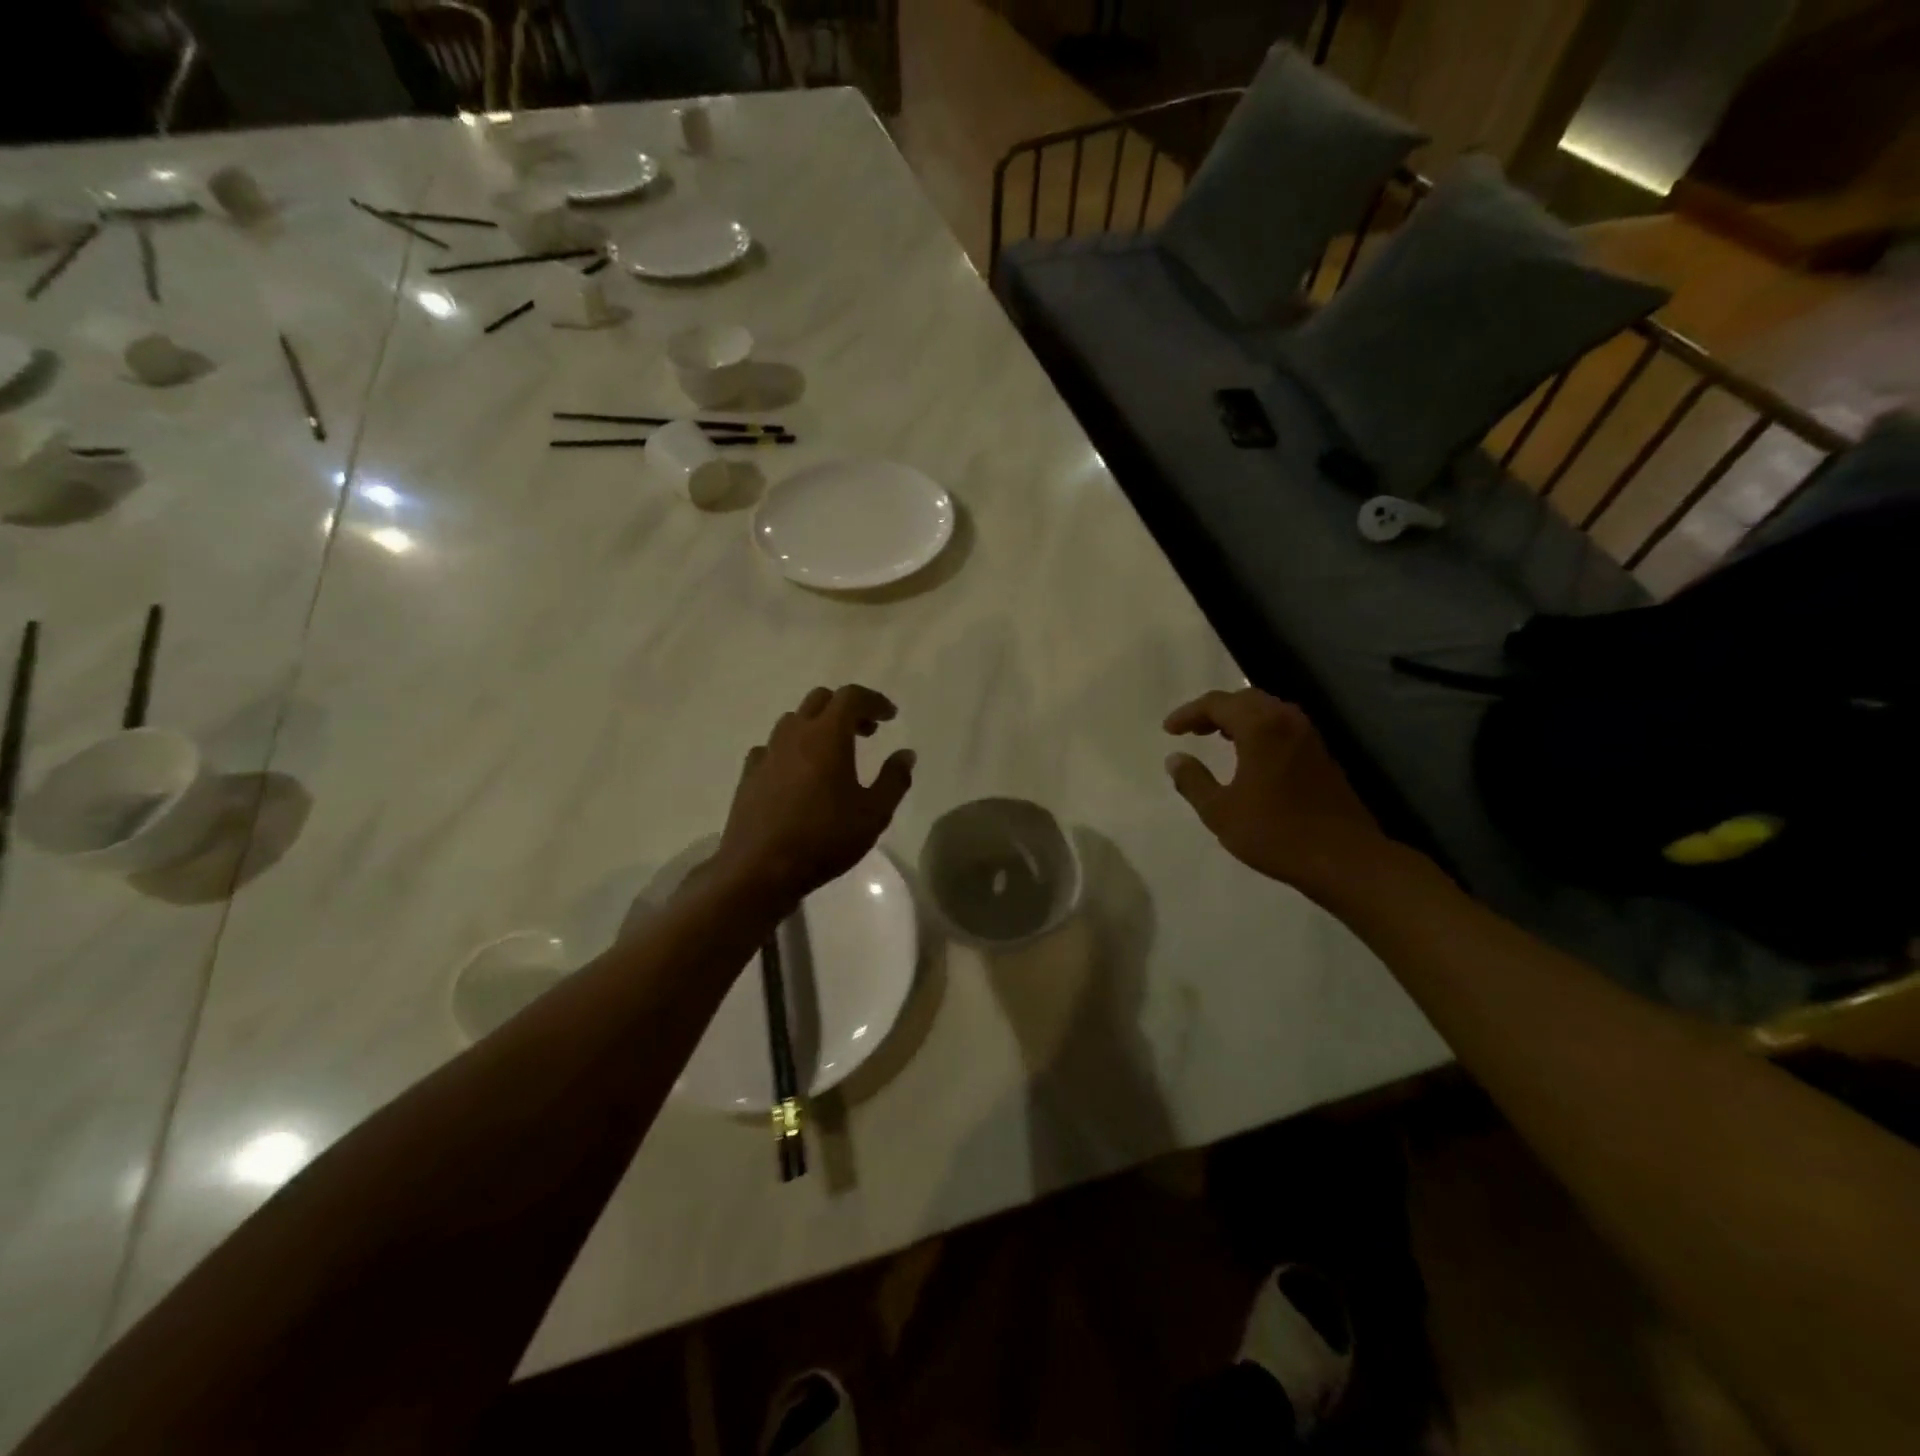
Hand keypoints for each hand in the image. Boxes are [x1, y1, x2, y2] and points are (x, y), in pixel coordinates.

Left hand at [712, 684, 915, 911]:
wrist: (759, 870)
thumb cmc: (824, 839)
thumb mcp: (873, 814)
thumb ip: (894, 780)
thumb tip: (905, 755)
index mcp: (827, 736)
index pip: (851, 697)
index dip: (874, 700)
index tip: (890, 716)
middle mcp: (794, 735)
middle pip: (820, 700)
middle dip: (846, 709)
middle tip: (866, 732)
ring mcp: (767, 753)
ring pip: (793, 720)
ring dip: (817, 726)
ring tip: (833, 752)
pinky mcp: (748, 775)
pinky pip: (772, 747)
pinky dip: (791, 749)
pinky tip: (797, 773)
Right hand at [1163, 689, 1388, 900]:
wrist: (1344, 859)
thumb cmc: (1275, 833)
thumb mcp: (1220, 812)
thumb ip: (1193, 781)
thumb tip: (1175, 759)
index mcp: (1260, 727)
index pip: (1217, 704)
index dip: (1189, 714)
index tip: (1168, 730)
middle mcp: (1287, 721)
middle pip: (1244, 700)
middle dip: (1214, 711)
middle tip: (1191, 730)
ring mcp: (1309, 737)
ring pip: (1267, 711)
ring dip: (1238, 719)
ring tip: (1216, 738)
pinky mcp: (1322, 756)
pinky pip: (1283, 727)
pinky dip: (1259, 730)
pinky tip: (1249, 756)